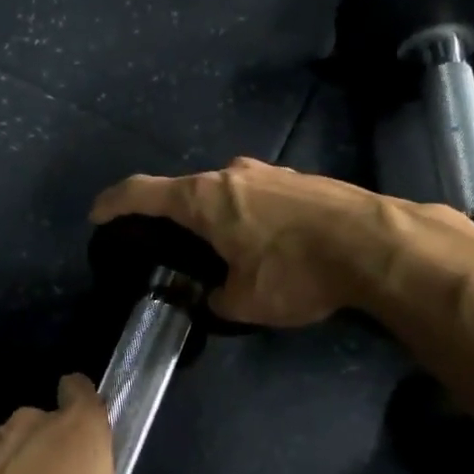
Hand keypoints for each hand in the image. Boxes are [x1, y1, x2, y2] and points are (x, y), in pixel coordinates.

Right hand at [91, 157, 473, 327]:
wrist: (376, 243)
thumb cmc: (297, 270)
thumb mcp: (246, 302)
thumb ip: (217, 300)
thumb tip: (215, 297)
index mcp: (204, 198)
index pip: (141, 192)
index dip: (113, 203)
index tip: (97, 215)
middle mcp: (231, 174)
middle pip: (186, 190)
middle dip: (173, 216)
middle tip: (171, 246)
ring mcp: (270, 171)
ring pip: (226, 191)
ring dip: (216, 215)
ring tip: (224, 249)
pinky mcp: (301, 179)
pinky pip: (258, 195)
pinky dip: (249, 214)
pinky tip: (268, 242)